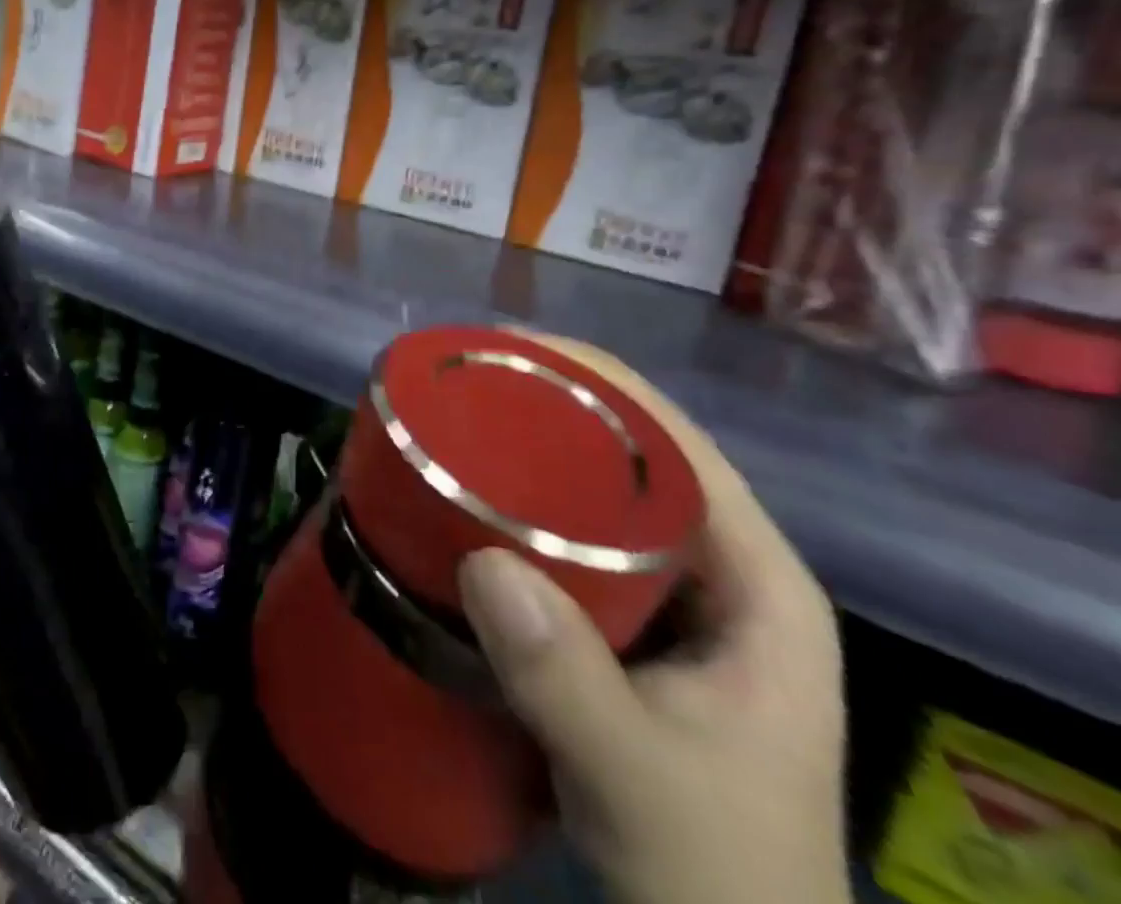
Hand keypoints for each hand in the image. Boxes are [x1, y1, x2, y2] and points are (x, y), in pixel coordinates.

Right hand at [457, 339, 848, 903]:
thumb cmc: (716, 877)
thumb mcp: (647, 786)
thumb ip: (569, 683)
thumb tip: (481, 564)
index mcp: (757, 582)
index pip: (676, 442)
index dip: (596, 379)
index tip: (506, 352)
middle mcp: (716, 572)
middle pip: (627, 456)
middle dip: (545, 410)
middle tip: (457, 391)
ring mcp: (666, 600)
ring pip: (592, 500)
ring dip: (523, 460)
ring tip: (445, 431)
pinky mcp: (619, 628)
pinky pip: (564, 545)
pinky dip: (514, 516)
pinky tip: (458, 509)